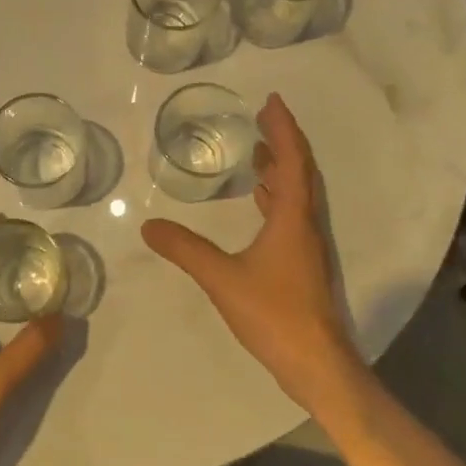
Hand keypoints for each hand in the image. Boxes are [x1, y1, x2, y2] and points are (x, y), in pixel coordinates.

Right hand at [142, 93, 363, 414]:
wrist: (316, 364)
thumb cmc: (274, 314)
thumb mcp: (222, 278)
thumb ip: (185, 250)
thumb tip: (148, 226)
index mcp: (293, 218)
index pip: (293, 160)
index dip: (284, 128)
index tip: (271, 101)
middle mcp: (306, 224)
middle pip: (300, 171)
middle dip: (283, 142)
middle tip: (261, 119)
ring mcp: (307, 246)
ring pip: (298, 194)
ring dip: (281, 169)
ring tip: (258, 152)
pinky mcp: (303, 264)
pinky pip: (291, 214)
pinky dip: (277, 197)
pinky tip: (260, 202)